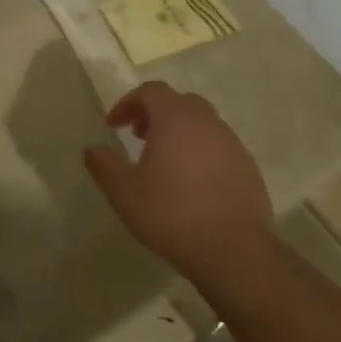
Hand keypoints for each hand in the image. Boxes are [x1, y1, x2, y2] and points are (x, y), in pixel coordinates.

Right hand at [84, 82, 274, 279]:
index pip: (151, 91)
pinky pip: (219, 148)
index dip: (128, 103)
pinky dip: (200, 153)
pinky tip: (191, 184)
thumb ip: (104, 164)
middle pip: (179, 102)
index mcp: (175, 119)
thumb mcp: (124, 191)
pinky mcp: (248, 168)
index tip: (113, 126)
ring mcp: (232, 144)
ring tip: (163, 163)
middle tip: (138, 138)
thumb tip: (92, 149)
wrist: (233, 250)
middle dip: (155, 114)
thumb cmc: (171, 214)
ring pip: (202, 124)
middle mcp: (207, 123)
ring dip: (179, 133)